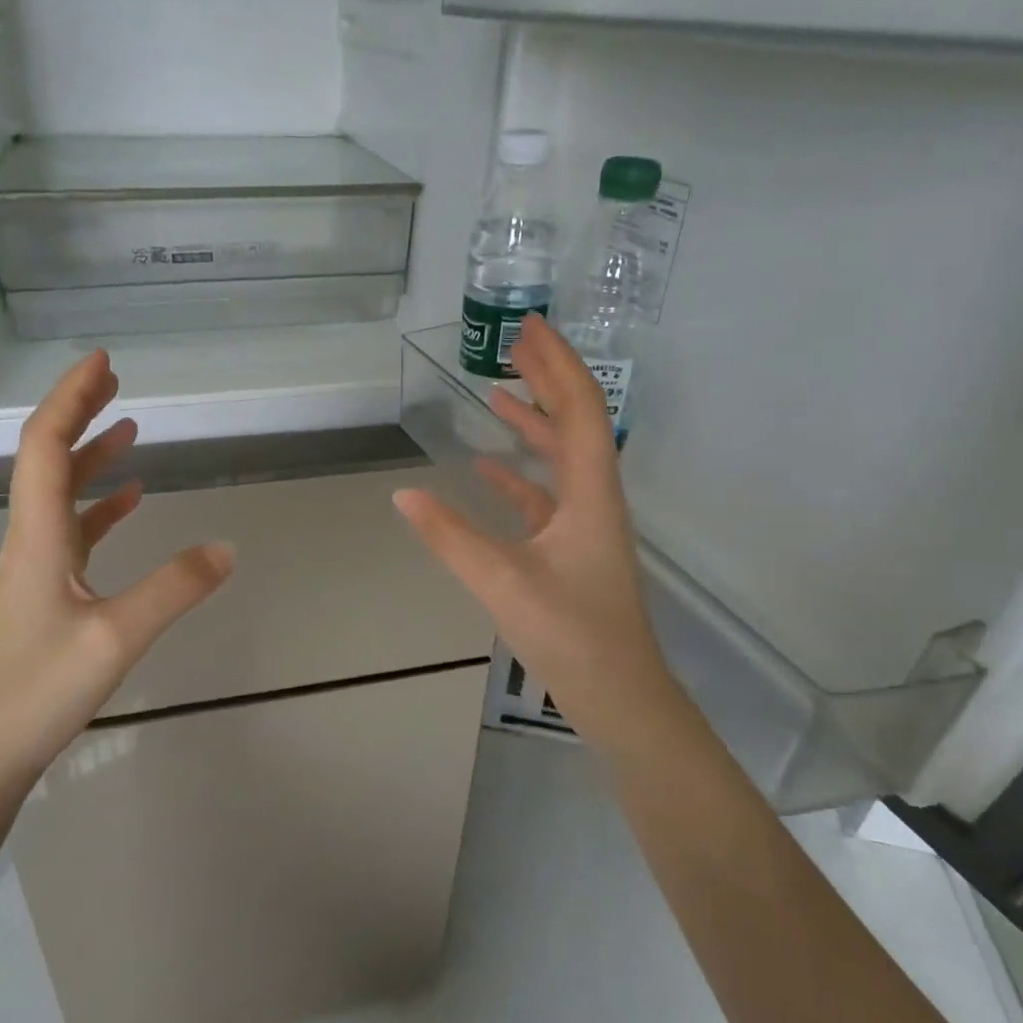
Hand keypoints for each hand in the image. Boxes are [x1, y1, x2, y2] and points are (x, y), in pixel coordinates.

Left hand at [0, 351, 234, 788]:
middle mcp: (30, 541)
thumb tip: (228, 547)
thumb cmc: (36, 692)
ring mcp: (34, 569)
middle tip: (114, 380)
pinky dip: (98, 507)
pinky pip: (72, 533)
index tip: (102, 362)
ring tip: (128, 429)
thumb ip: (174, 589)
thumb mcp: (116, 638)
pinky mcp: (43, 596)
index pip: (47, 447)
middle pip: (48, 459)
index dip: (71, 399)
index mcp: (38, 536)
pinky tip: (127, 503)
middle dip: (79, 414)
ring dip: (90, 456)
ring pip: (60, 495)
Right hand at [393, 315, 679, 754]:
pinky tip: (488, 469)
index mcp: (590, 492)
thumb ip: (450, 537)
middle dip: (547, 377)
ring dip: (533, 421)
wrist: (618, 695)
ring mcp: (585, 523)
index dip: (556, 363)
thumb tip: (403, 493)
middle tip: (514, 342)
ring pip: (561, 456)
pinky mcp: (572, 548)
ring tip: (498, 390)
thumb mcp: (502, 581)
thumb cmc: (571, 635)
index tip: (529, 327)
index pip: (579, 408)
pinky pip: (546, 495)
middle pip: (575, 421)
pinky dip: (519, 475)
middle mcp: (594, 496)